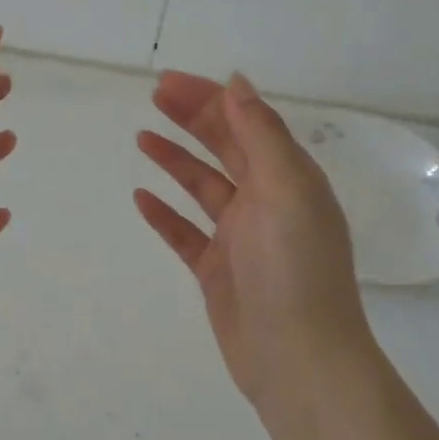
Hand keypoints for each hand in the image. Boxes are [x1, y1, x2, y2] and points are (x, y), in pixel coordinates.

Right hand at [135, 72, 375, 415]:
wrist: (296, 357)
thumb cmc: (295, 269)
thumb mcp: (286, 190)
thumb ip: (261, 135)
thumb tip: (238, 82)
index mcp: (289, 179)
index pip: (247, 123)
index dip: (210, 98)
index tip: (170, 82)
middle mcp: (266, 202)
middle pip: (225, 148)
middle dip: (191, 119)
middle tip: (153, 97)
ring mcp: (240, 237)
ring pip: (202, 187)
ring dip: (175, 160)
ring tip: (142, 137)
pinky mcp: (217, 269)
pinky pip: (186, 233)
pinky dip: (165, 214)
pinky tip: (141, 199)